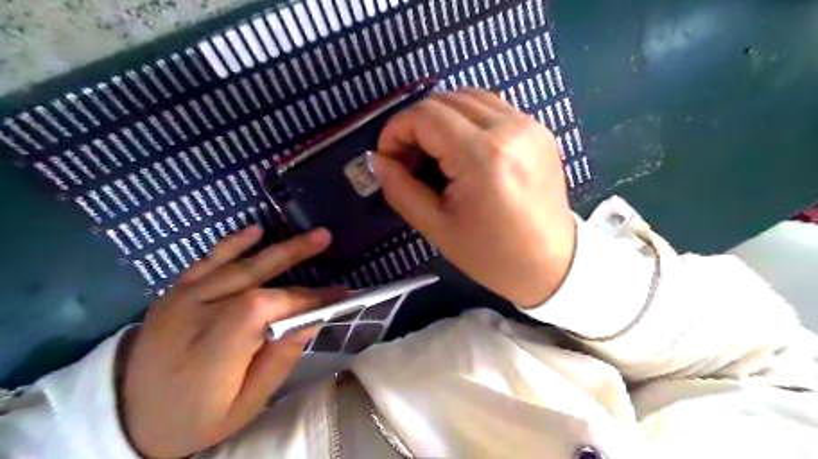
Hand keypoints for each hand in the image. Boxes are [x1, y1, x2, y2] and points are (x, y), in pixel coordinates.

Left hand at [120, 226, 342, 458]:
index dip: (304, 298)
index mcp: (213, 352)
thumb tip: (311, 320)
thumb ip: (278, 361)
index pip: (265, 309)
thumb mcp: (245, 405)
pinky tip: (255, 230)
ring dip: (277, 248)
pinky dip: (233, 244)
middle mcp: (195, 317)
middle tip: (327, 239)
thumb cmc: (195, 416)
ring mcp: (181, 300)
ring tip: (310, 235)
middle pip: (253, 279)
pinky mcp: (175, 292)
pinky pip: (206, 261)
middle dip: (295, 256)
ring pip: (236, 265)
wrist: (127, 415)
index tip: (337, 295)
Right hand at [373, 88, 572, 306]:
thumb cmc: (492, 255)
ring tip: (435, 155)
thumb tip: (379, 160)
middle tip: (410, 160)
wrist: (551, 264)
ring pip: (468, 97)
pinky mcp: (539, 129)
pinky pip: (491, 107)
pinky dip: (466, 120)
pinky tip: (463, 150)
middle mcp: (509, 128)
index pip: (425, 116)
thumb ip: (401, 189)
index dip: (396, 131)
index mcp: (483, 157)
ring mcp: (529, 125)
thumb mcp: (437, 228)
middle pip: (444, 99)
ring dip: (441, 119)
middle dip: (416, 125)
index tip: (388, 157)